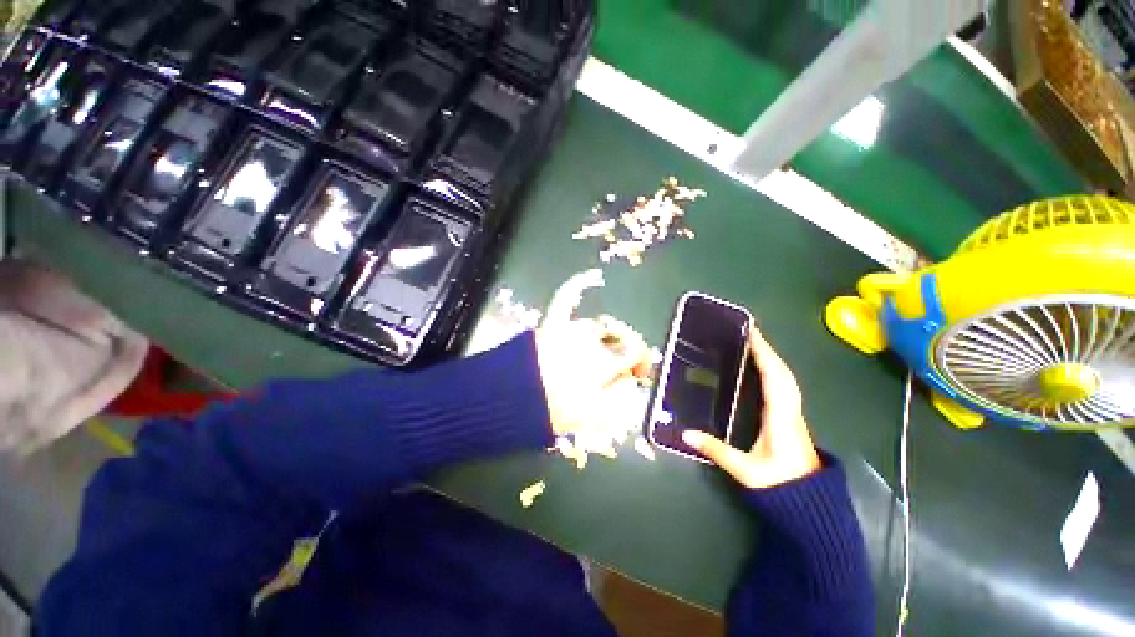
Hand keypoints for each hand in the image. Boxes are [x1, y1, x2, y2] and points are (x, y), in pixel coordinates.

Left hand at [535, 270, 651, 449]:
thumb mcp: (593, 414)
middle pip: (617, 338)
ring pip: (596, 325)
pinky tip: (593, 276)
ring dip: (603, 336)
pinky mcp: (553, 323)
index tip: (640, 372)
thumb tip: (630, 379)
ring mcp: (571, 330)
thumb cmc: (553, 411)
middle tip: (621, 366)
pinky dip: (580, 285)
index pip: (635, 351)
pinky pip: (567, 297)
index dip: (642, 360)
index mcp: (604, 362)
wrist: (510, 399)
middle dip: (624, 350)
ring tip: (602, 349)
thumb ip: (619, 394)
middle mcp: (591, 341)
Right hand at [682, 326, 821, 488]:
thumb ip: (715, 451)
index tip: (752, 335)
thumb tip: (685, 434)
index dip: (764, 355)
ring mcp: (794, 415)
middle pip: (783, 374)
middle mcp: (790, 411)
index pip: (774, 379)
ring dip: (773, 359)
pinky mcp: (793, 419)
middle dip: (767, 351)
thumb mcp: (745, 470)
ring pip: (787, 379)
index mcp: (781, 418)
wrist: (812, 505)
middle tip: (749, 333)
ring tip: (755, 345)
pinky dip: (776, 371)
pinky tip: (766, 370)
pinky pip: (786, 387)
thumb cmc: (780, 485)